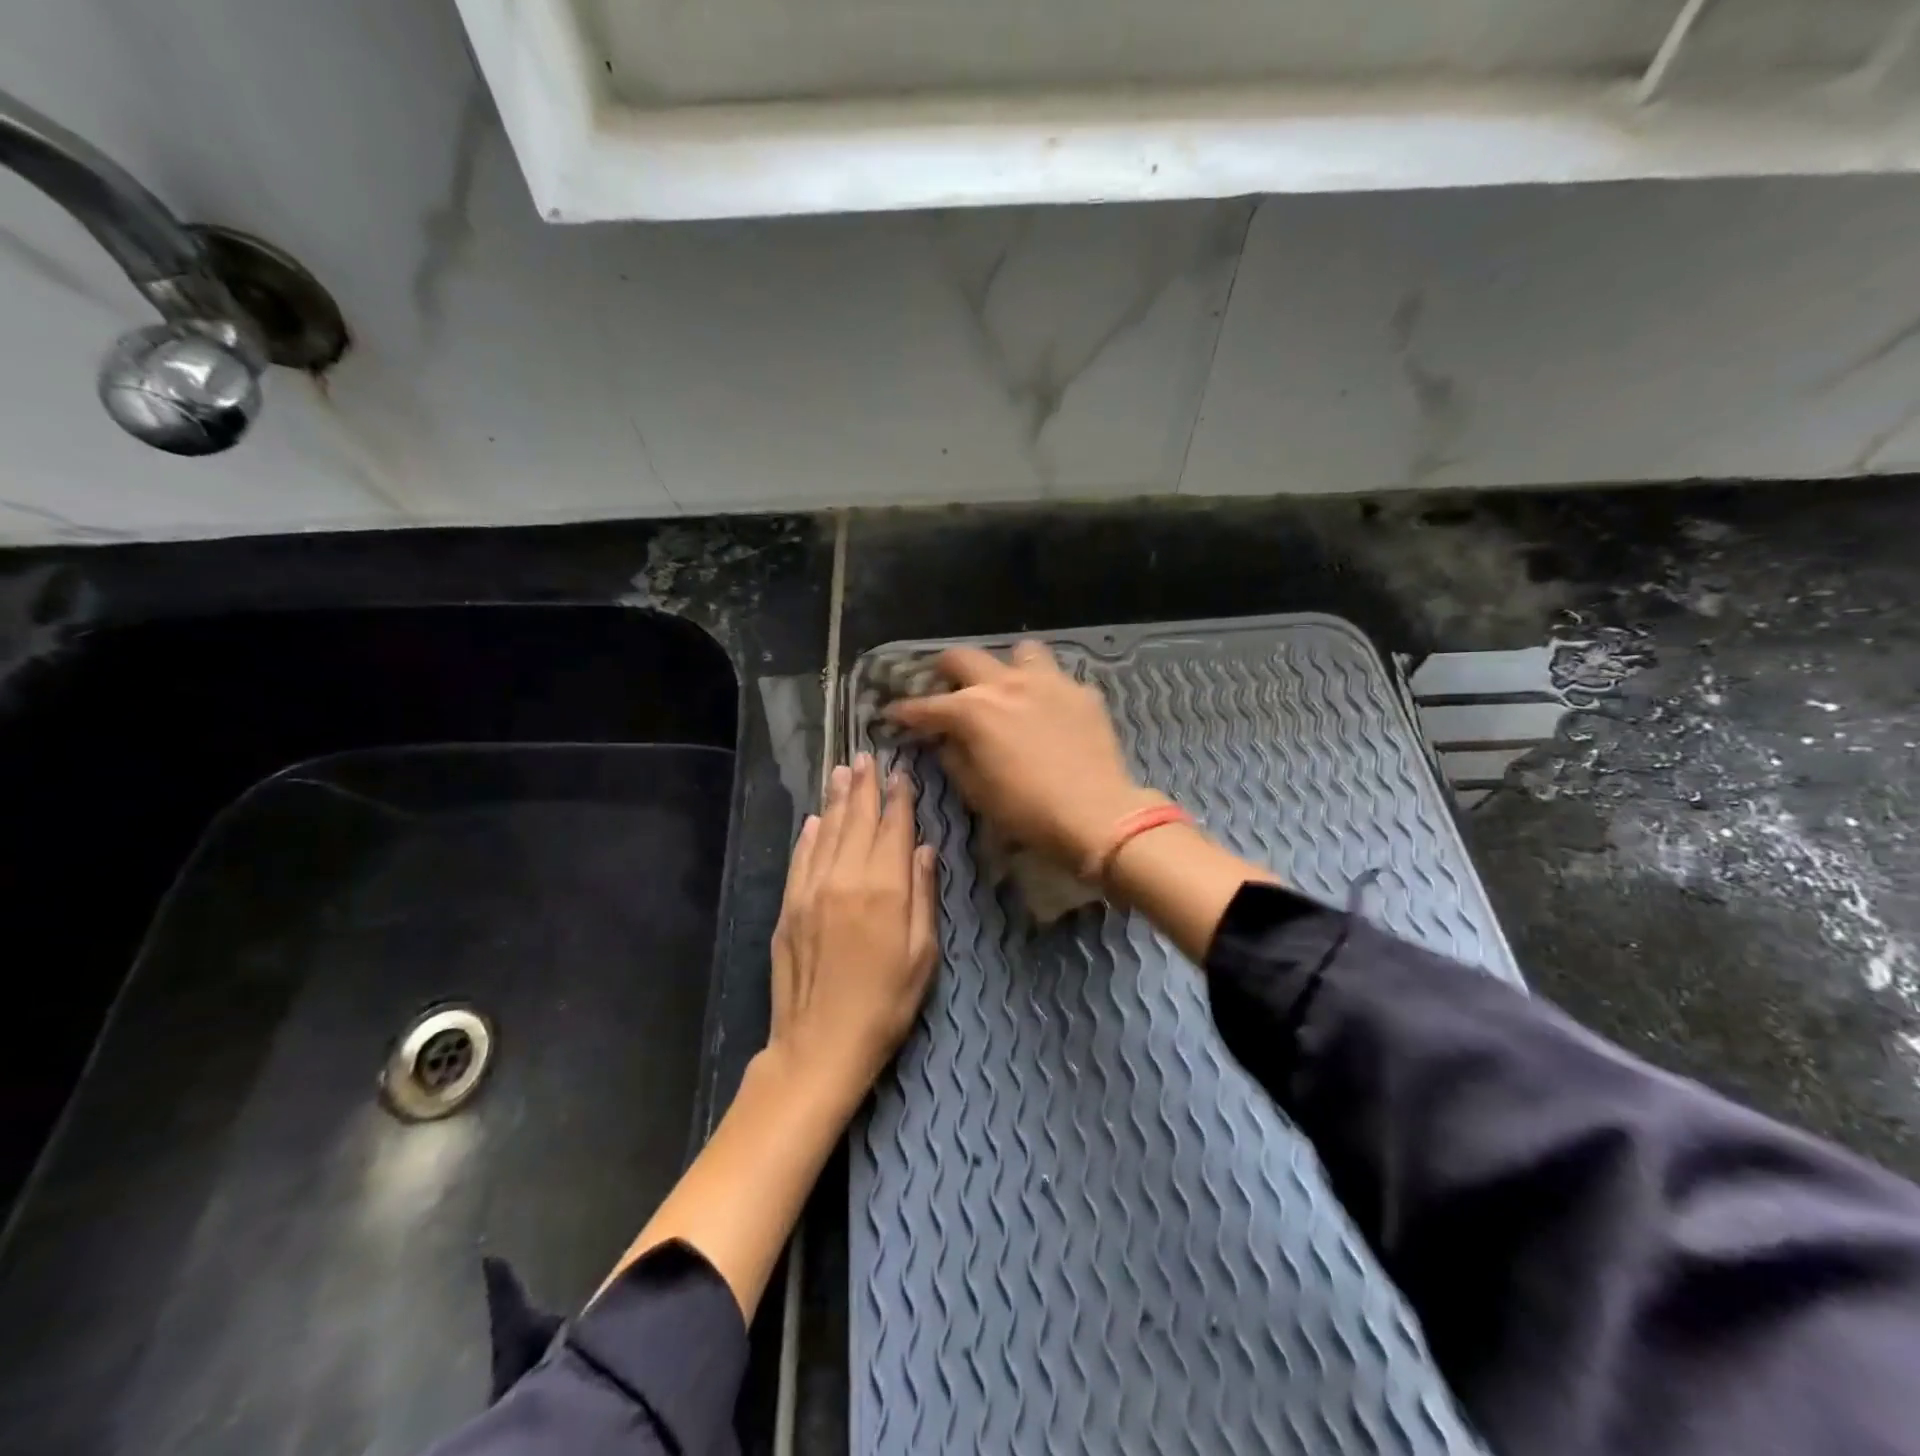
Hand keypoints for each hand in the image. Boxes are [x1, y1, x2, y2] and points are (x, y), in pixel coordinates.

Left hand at [768, 753, 938, 1091]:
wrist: (820, 1044)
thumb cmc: (886, 1004)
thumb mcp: (923, 955)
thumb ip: (925, 896)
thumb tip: (926, 849)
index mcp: (886, 889)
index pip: (894, 829)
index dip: (899, 798)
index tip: (901, 773)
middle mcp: (846, 879)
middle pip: (858, 821)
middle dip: (865, 786)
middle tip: (866, 756)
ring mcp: (812, 890)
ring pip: (827, 832)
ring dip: (836, 799)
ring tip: (842, 771)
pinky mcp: (789, 906)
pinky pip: (801, 858)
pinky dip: (809, 834)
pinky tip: (815, 818)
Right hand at [884, 641, 1163, 871]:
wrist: (1096, 814)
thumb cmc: (1027, 811)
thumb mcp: (977, 791)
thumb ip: (954, 757)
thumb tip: (944, 739)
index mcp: (973, 710)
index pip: (926, 705)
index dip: (904, 711)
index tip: (892, 713)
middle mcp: (1006, 684)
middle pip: (964, 657)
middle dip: (944, 670)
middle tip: (943, 687)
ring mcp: (1048, 682)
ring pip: (1020, 652)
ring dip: (1006, 667)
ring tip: (1007, 689)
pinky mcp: (1082, 692)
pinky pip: (1057, 679)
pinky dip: (1046, 692)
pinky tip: (1050, 713)